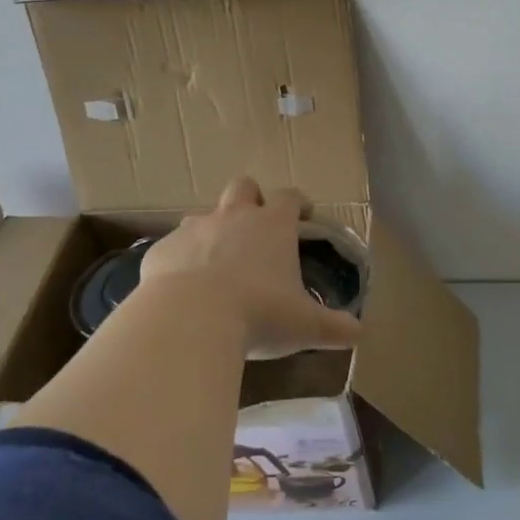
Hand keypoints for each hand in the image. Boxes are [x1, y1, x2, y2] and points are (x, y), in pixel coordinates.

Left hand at [134, 177, 362, 358]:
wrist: (189, 321)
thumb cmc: (259, 314)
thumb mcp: (305, 326)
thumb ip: (334, 327)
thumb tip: (358, 334)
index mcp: (273, 226)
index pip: (290, 197)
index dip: (299, 202)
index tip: (304, 214)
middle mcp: (233, 217)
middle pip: (243, 186)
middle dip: (251, 199)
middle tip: (258, 228)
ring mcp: (193, 230)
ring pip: (203, 214)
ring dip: (213, 230)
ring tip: (218, 261)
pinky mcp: (161, 251)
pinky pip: (173, 247)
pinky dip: (181, 260)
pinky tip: (184, 288)